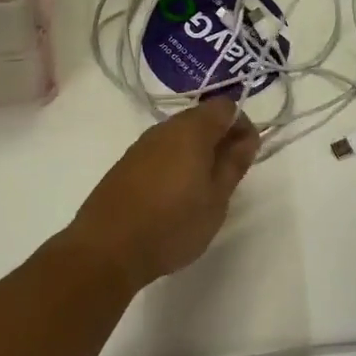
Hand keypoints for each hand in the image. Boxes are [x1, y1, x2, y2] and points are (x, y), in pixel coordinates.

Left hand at [63, 99, 262, 291]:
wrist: (106, 248)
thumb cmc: (172, 224)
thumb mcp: (216, 199)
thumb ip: (234, 163)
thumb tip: (248, 137)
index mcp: (191, 129)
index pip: (225, 106)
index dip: (241, 125)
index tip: (247, 155)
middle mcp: (165, 128)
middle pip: (201, 118)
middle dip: (220, 139)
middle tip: (228, 176)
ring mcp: (142, 145)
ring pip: (179, 136)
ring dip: (197, 153)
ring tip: (203, 190)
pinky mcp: (126, 164)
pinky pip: (160, 152)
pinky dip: (175, 164)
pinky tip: (174, 196)